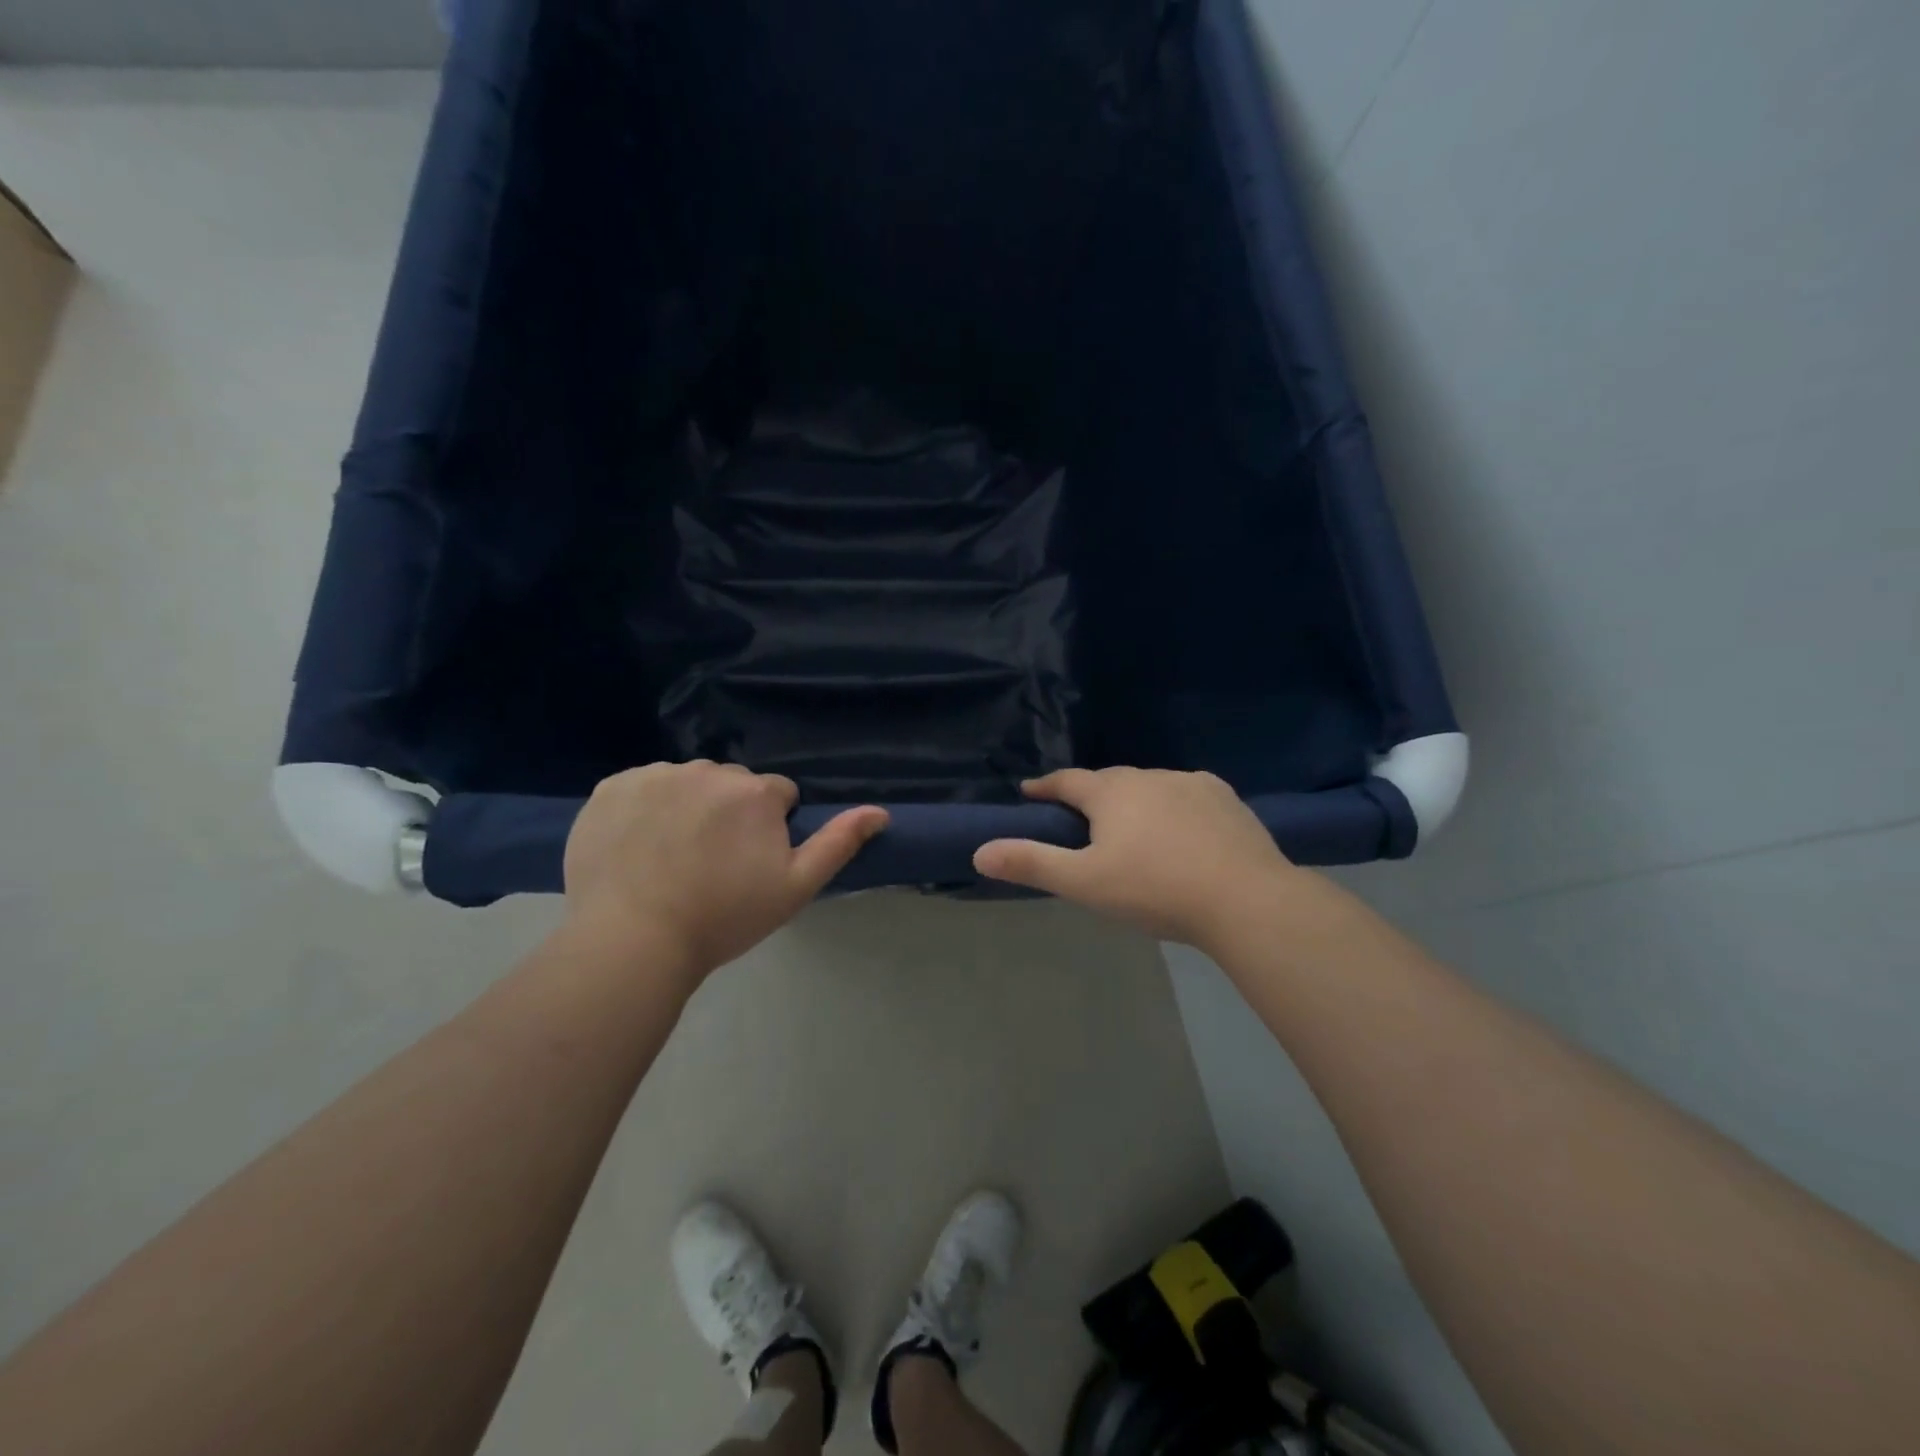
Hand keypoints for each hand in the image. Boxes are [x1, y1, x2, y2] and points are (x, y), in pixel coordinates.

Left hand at [563, 761, 887, 978]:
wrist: (632, 941)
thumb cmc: (724, 917)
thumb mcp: (795, 887)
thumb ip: (839, 843)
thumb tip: (881, 812)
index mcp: (755, 792)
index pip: (778, 795)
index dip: (770, 829)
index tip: (750, 864)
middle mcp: (707, 770)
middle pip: (731, 785)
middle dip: (730, 813)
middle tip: (712, 864)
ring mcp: (655, 776)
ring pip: (686, 783)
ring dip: (687, 806)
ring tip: (671, 857)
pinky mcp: (611, 788)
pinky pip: (641, 787)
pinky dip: (644, 808)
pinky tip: (637, 847)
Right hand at [973, 768, 1304, 945]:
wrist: (1246, 899)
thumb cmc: (1155, 889)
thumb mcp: (1084, 883)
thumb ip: (1032, 864)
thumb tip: (979, 852)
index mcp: (1112, 793)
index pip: (1067, 781)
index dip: (1045, 787)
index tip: (1031, 791)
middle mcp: (1149, 777)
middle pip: (1109, 781)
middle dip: (1091, 795)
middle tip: (1081, 817)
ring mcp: (1192, 783)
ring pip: (1150, 786)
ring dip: (1134, 800)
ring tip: (1132, 826)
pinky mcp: (1226, 798)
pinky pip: (1188, 794)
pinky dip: (1174, 806)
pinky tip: (1182, 827)